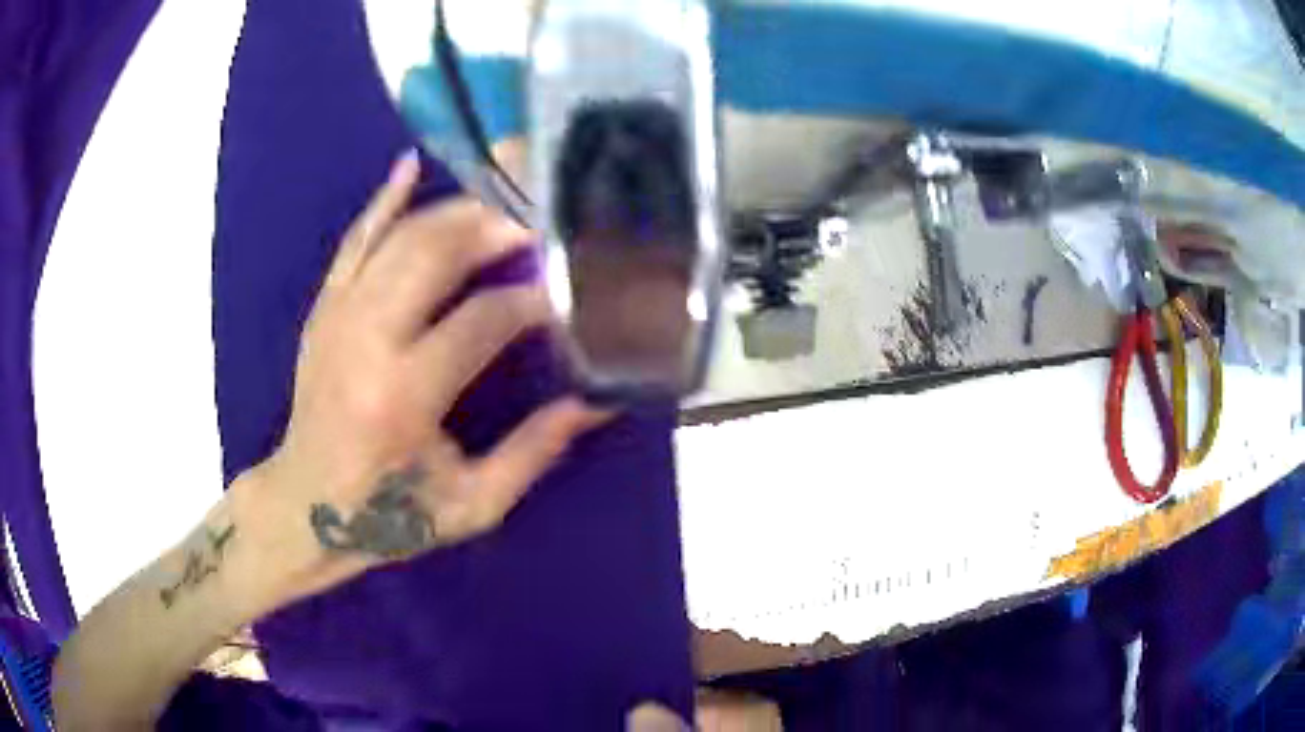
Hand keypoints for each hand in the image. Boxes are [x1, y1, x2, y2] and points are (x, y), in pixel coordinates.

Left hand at [243, 151, 606, 604]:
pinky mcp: (323, 309)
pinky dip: (383, 201)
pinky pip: (354, 240)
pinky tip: (410, 166)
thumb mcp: (471, 506)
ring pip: (399, 237)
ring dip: (455, 213)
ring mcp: (337, 316)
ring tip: (500, 208)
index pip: (481, 320)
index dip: (532, 303)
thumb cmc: (388, 516)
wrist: (304, 507)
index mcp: (403, 396)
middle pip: (434, 255)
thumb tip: (596, 404)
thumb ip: (534, 453)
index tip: (564, 300)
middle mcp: (366, 341)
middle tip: (538, 229)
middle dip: (493, 231)